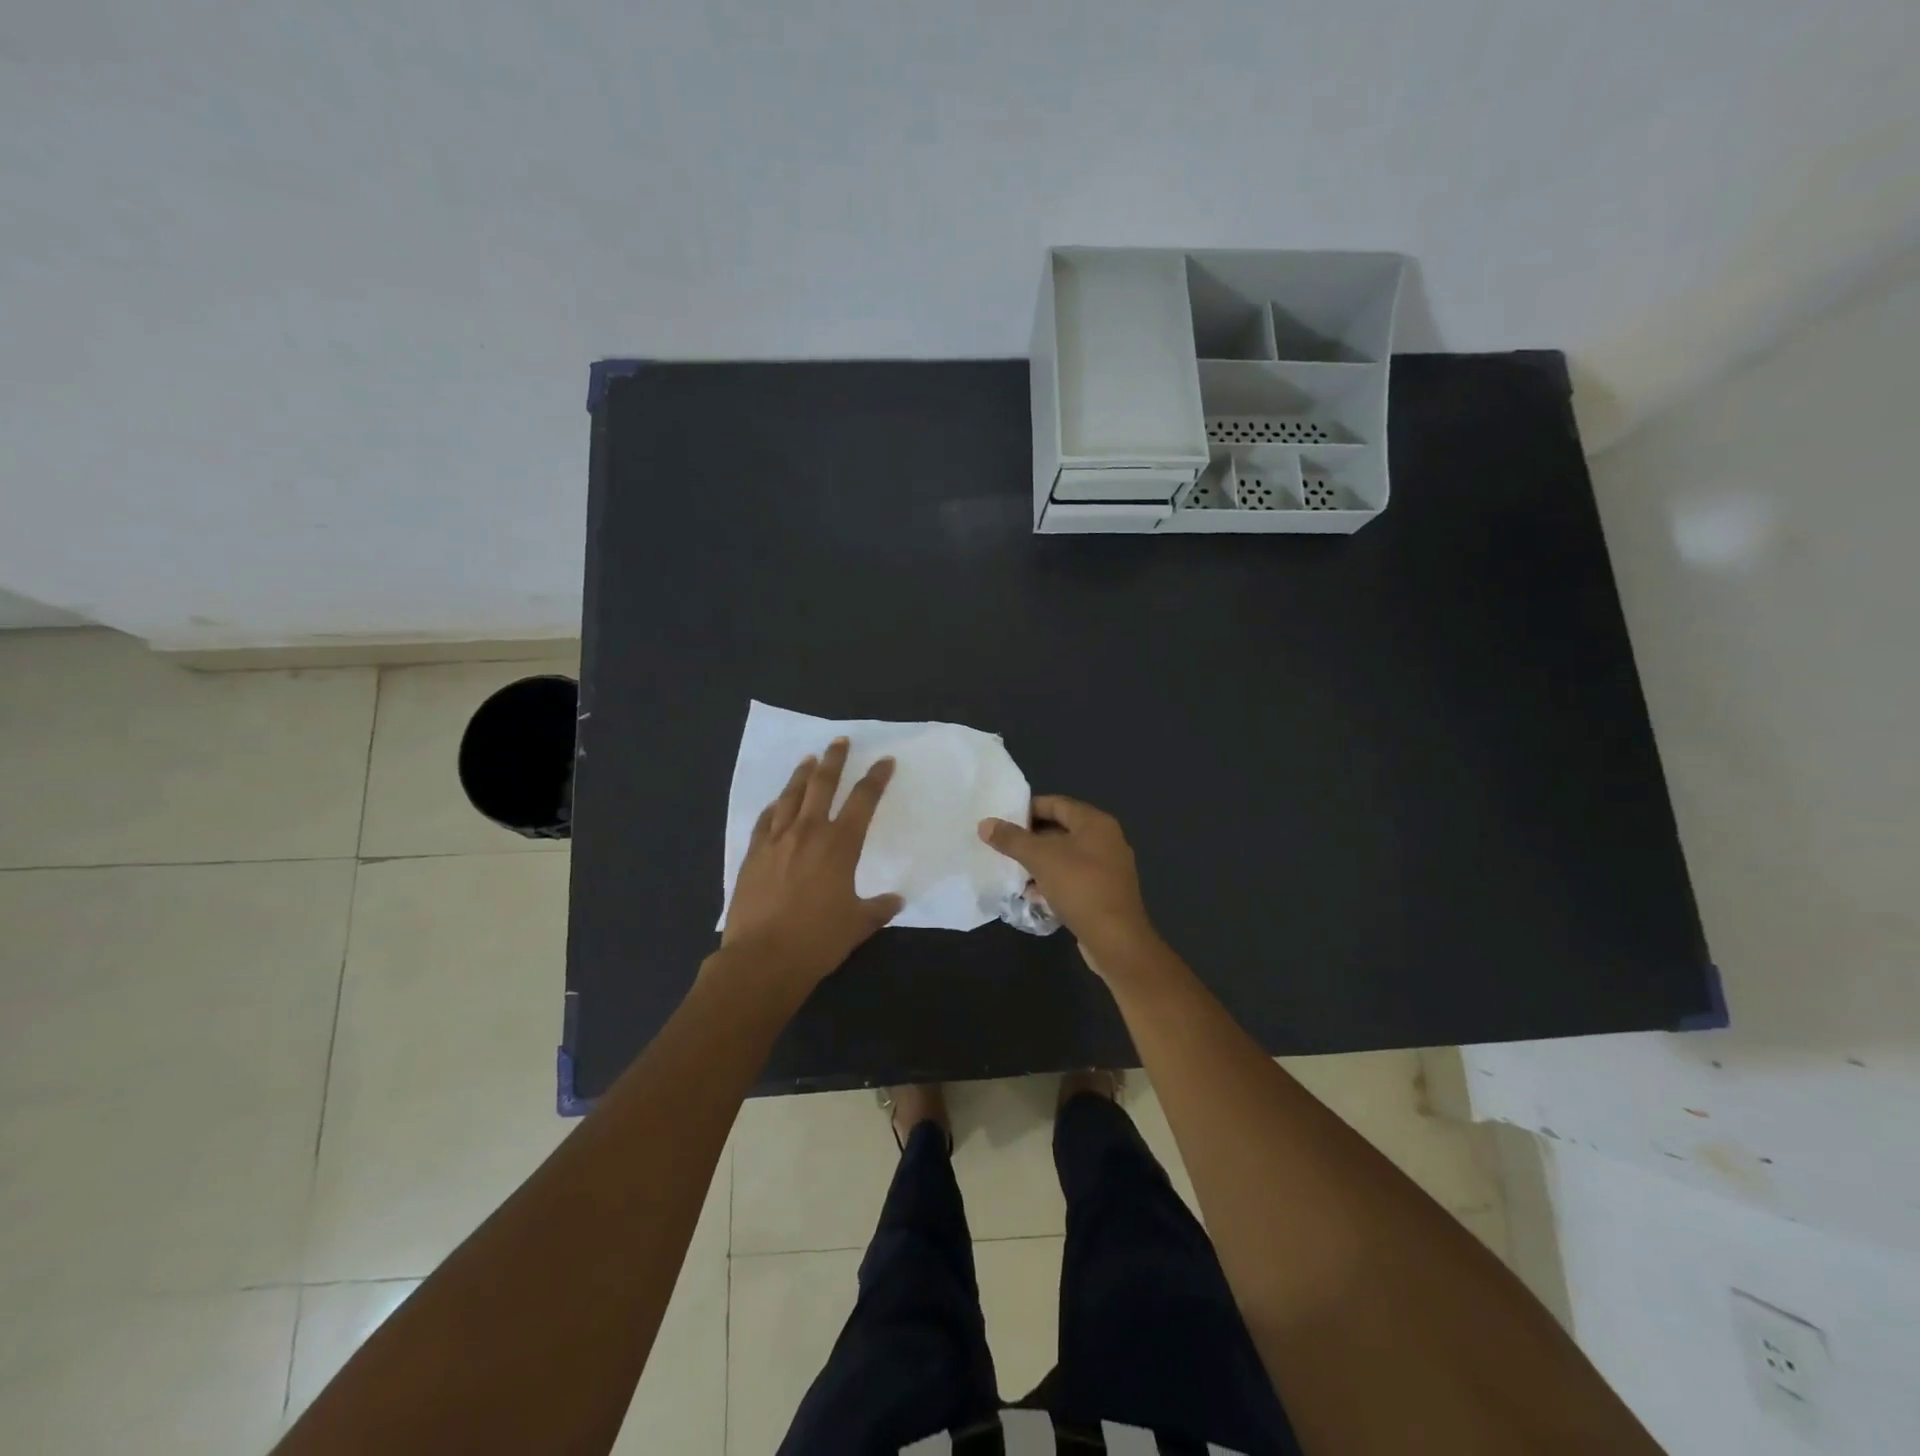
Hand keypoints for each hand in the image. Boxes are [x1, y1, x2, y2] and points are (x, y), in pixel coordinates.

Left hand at [721, 738, 904, 989]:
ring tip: (809, 758)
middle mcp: (808, 832)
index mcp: (840, 845)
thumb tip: (895, 900)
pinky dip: (776, 805)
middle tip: (840, 741)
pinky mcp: (753, 854)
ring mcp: (777, 840)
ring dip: (802, 774)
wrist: (762, 959)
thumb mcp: (858, 925)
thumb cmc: (818, 940)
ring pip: (791, 796)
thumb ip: (878, 908)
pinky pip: (766, 819)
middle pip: (822, 784)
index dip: (875, 778)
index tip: (884, 761)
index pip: (863, 800)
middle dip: (834, 759)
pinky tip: (778, 802)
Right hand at [978, 796, 1157, 972]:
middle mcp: (1105, 839)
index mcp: (1095, 823)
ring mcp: (1107, 867)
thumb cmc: (1080, 888)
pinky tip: (1032, 894)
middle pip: (1061, 829)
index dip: (1027, 808)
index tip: (1002, 820)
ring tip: (1012, 870)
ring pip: (1065, 856)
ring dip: (1039, 862)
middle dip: (1030, 838)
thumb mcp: (1041, 859)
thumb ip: (1012, 839)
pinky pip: (1073, 878)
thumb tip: (985, 823)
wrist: (1116, 940)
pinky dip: (1052, 880)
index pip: (1056, 803)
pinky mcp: (1104, 892)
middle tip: (1002, 845)